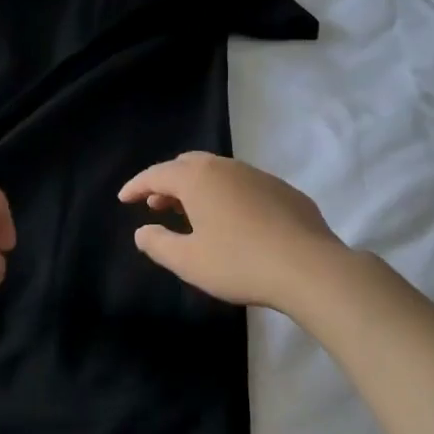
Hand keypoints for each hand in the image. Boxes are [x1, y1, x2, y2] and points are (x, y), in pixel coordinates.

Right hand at [119, 152, 341, 309]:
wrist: (310, 268)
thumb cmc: (239, 263)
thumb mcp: (188, 261)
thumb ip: (158, 243)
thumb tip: (142, 231)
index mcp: (197, 179)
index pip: (156, 174)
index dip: (136, 186)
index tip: (124, 199)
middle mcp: (226, 167)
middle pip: (187, 165)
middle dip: (167, 182)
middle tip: (157, 205)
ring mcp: (258, 175)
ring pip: (218, 172)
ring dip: (198, 187)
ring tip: (192, 213)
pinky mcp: (284, 190)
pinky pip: (244, 184)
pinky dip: (227, 195)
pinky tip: (234, 221)